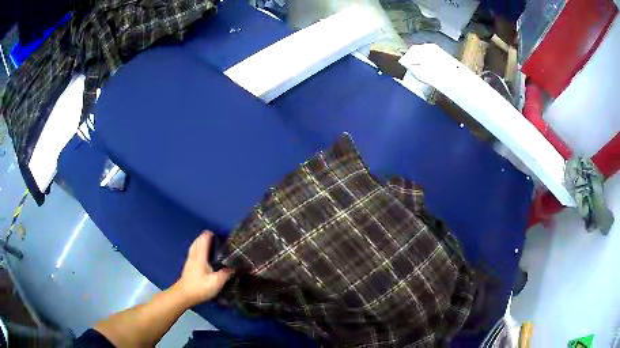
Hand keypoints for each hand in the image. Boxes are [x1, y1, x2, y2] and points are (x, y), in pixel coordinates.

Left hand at [173, 231, 233, 305]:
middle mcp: (194, 255)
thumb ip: (226, 273)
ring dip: (201, 242)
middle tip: (216, 238)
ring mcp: (190, 260)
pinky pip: (193, 252)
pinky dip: (198, 249)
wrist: (184, 295)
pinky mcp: (188, 266)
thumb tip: (236, 267)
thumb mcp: (216, 282)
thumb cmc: (200, 287)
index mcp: (200, 255)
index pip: (204, 239)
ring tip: (210, 243)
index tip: (220, 234)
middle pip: (198, 241)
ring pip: (195, 246)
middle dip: (206, 237)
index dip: (211, 234)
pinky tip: (203, 255)